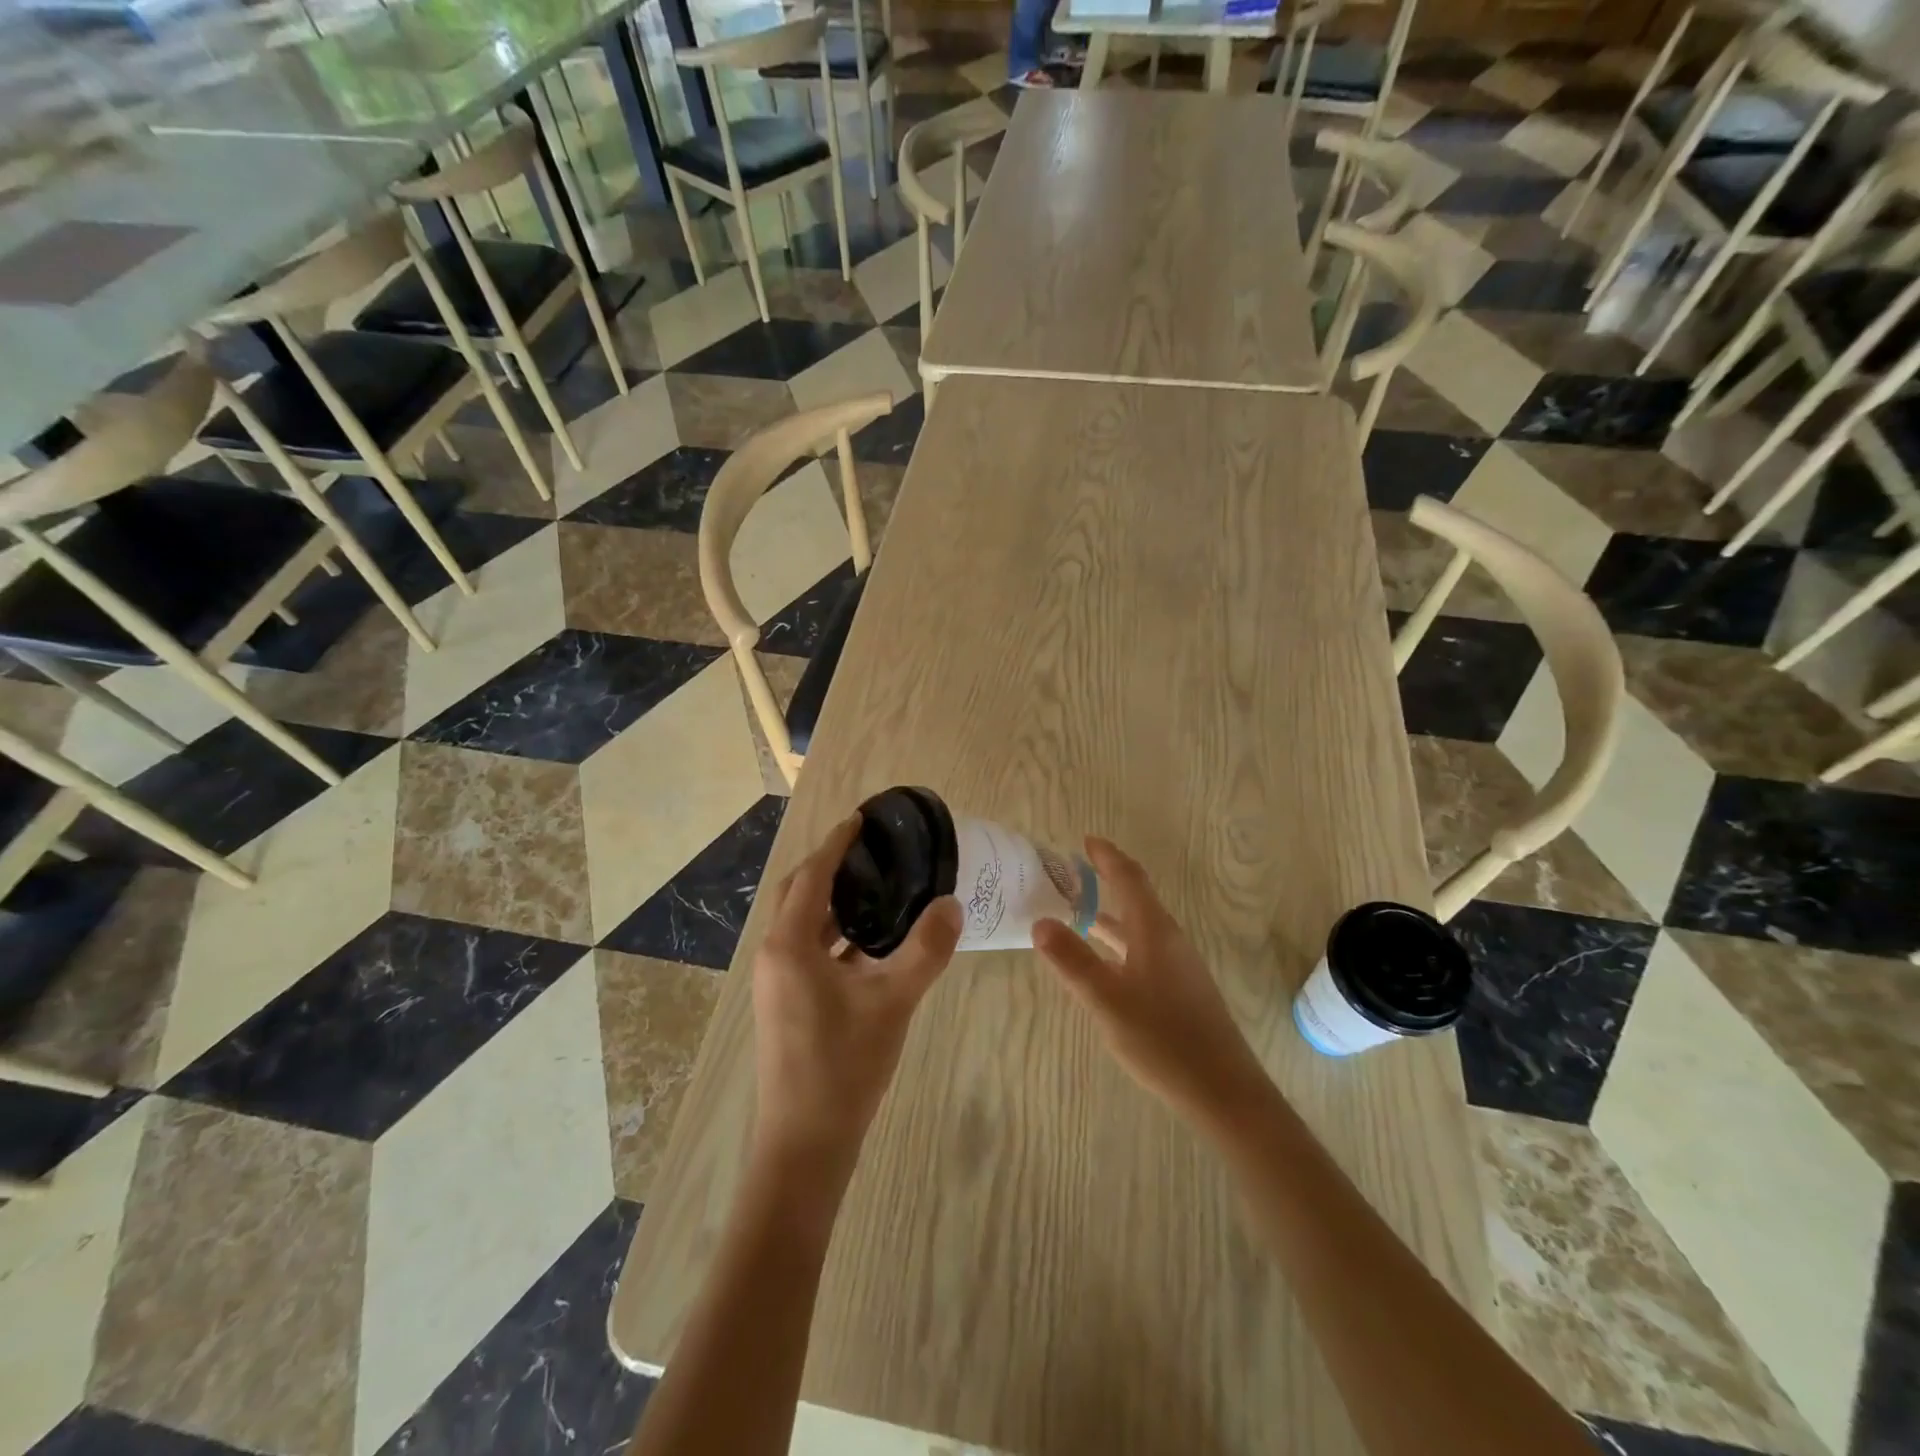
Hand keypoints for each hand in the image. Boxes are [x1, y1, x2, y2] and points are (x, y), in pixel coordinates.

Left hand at [752, 814, 962, 1181]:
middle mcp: (775, 954)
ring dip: (833, 901)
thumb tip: (952, 905)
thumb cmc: (844, 1066)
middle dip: (830, 866)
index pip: (812, 875)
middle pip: (799, 893)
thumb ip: (925, 950)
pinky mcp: (787, 1002)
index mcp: (790, 945)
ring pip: (803, 923)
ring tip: (877, 886)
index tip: (862, 818)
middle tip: (872, 850)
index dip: (837, 843)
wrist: (805, 1144)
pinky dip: (835, 933)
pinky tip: (870, 940)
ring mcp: (777, 981)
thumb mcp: (893, 1002)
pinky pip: (808, 949)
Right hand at [1034, 838, 1267, 1123]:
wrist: (1223, 1091)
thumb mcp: (1107, 1001)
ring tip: (1078, 912)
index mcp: (1154, 932)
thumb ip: (1072, 961)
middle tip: (1071, 874)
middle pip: (1136, 898)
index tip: (1085, 840)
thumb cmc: (1163, 1039)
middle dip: (1105, 881)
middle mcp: (1169, 940)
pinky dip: (1119, 942)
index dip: (1107, 857)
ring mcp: (1178, 966)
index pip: (1129, 879)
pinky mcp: (1180, 990)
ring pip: (1139, 927)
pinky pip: (1143, 949)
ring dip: (1110, 914)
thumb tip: (1040, 921)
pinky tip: (1104, 963)